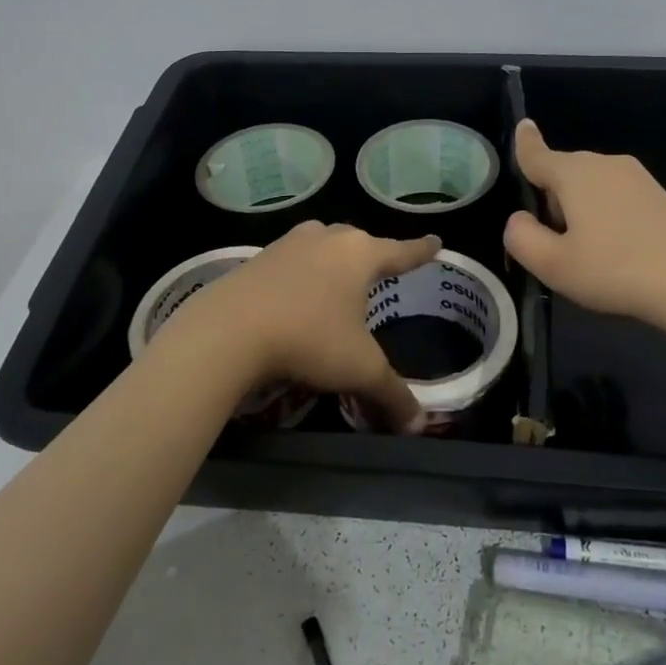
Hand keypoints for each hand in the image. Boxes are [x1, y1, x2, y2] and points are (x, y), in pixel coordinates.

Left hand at [152, 221, 440, 433]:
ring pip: (321, 243)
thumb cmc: (309, 339)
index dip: (421, 250)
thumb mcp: (359, 370)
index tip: (435, 239)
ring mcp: (288, 245)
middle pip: (357, 241)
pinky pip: (290, 259)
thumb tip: (419, 425)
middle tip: (380, 270)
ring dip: (332, 257)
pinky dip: (300, 272)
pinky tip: (295, 293)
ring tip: (336, 279)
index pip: (401, 251)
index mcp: (360, 255)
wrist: (230, 330)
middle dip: (372, 254)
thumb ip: (392, 394)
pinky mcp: (257, 259)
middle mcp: (327, 240)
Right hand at [503, 120, 665, 332]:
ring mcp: (637, 179)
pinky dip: (607, 218)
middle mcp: (604, 165)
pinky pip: (617, 200)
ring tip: (586, 256)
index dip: (524, 144)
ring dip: (580, 212)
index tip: (523, 126)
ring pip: (591, 188)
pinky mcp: (660, 198)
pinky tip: (617, 255)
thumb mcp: (553, 265)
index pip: (537, 154)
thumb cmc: (616, 269)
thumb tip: (518, 220)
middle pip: (564, 174)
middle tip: (552, 245)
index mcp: (573, 173)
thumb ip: (522, 238)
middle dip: (551, 199)